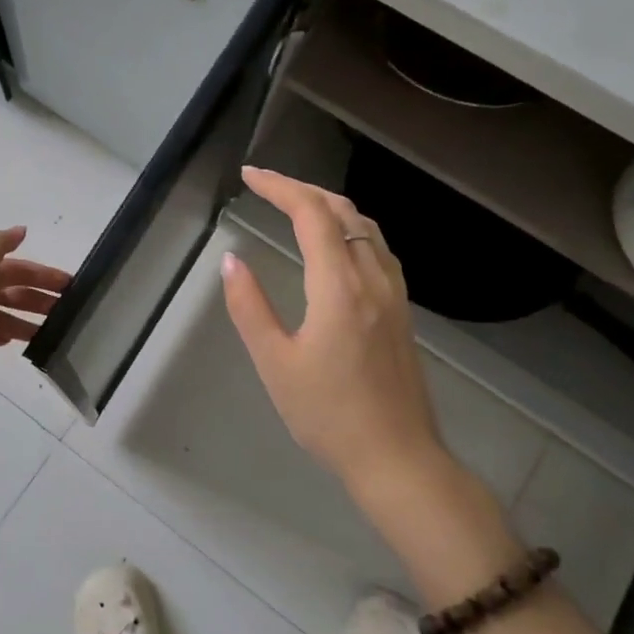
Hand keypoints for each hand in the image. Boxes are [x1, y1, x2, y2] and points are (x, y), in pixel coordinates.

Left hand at [0, 226, 72, 401]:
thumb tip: (21, 229)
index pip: (15, 269)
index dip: (41, 274)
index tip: (68, 284)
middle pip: (11, 292)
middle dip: (38, 299)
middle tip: (67, 312)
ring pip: (2, 316)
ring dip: (26, 320)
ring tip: (52, 333)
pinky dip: (3, 336)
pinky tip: (18, 342)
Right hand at [221, 168, 445, 492]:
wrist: (397, 457)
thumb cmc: (328, 415)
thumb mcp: (275, 363)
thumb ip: (249, 307)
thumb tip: (232, 260)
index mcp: (339, 287)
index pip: (311, 214)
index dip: (280, 187)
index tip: (249, 176)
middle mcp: (372, 277)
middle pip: (342, 210)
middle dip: (301, 188)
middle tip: (265, 184)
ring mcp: (394, 293)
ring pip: (365, 225)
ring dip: (329, 204)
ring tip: (294, 203)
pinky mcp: (402, 310)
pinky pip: (377, 247)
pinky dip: (351, 226)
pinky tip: (337, 241)